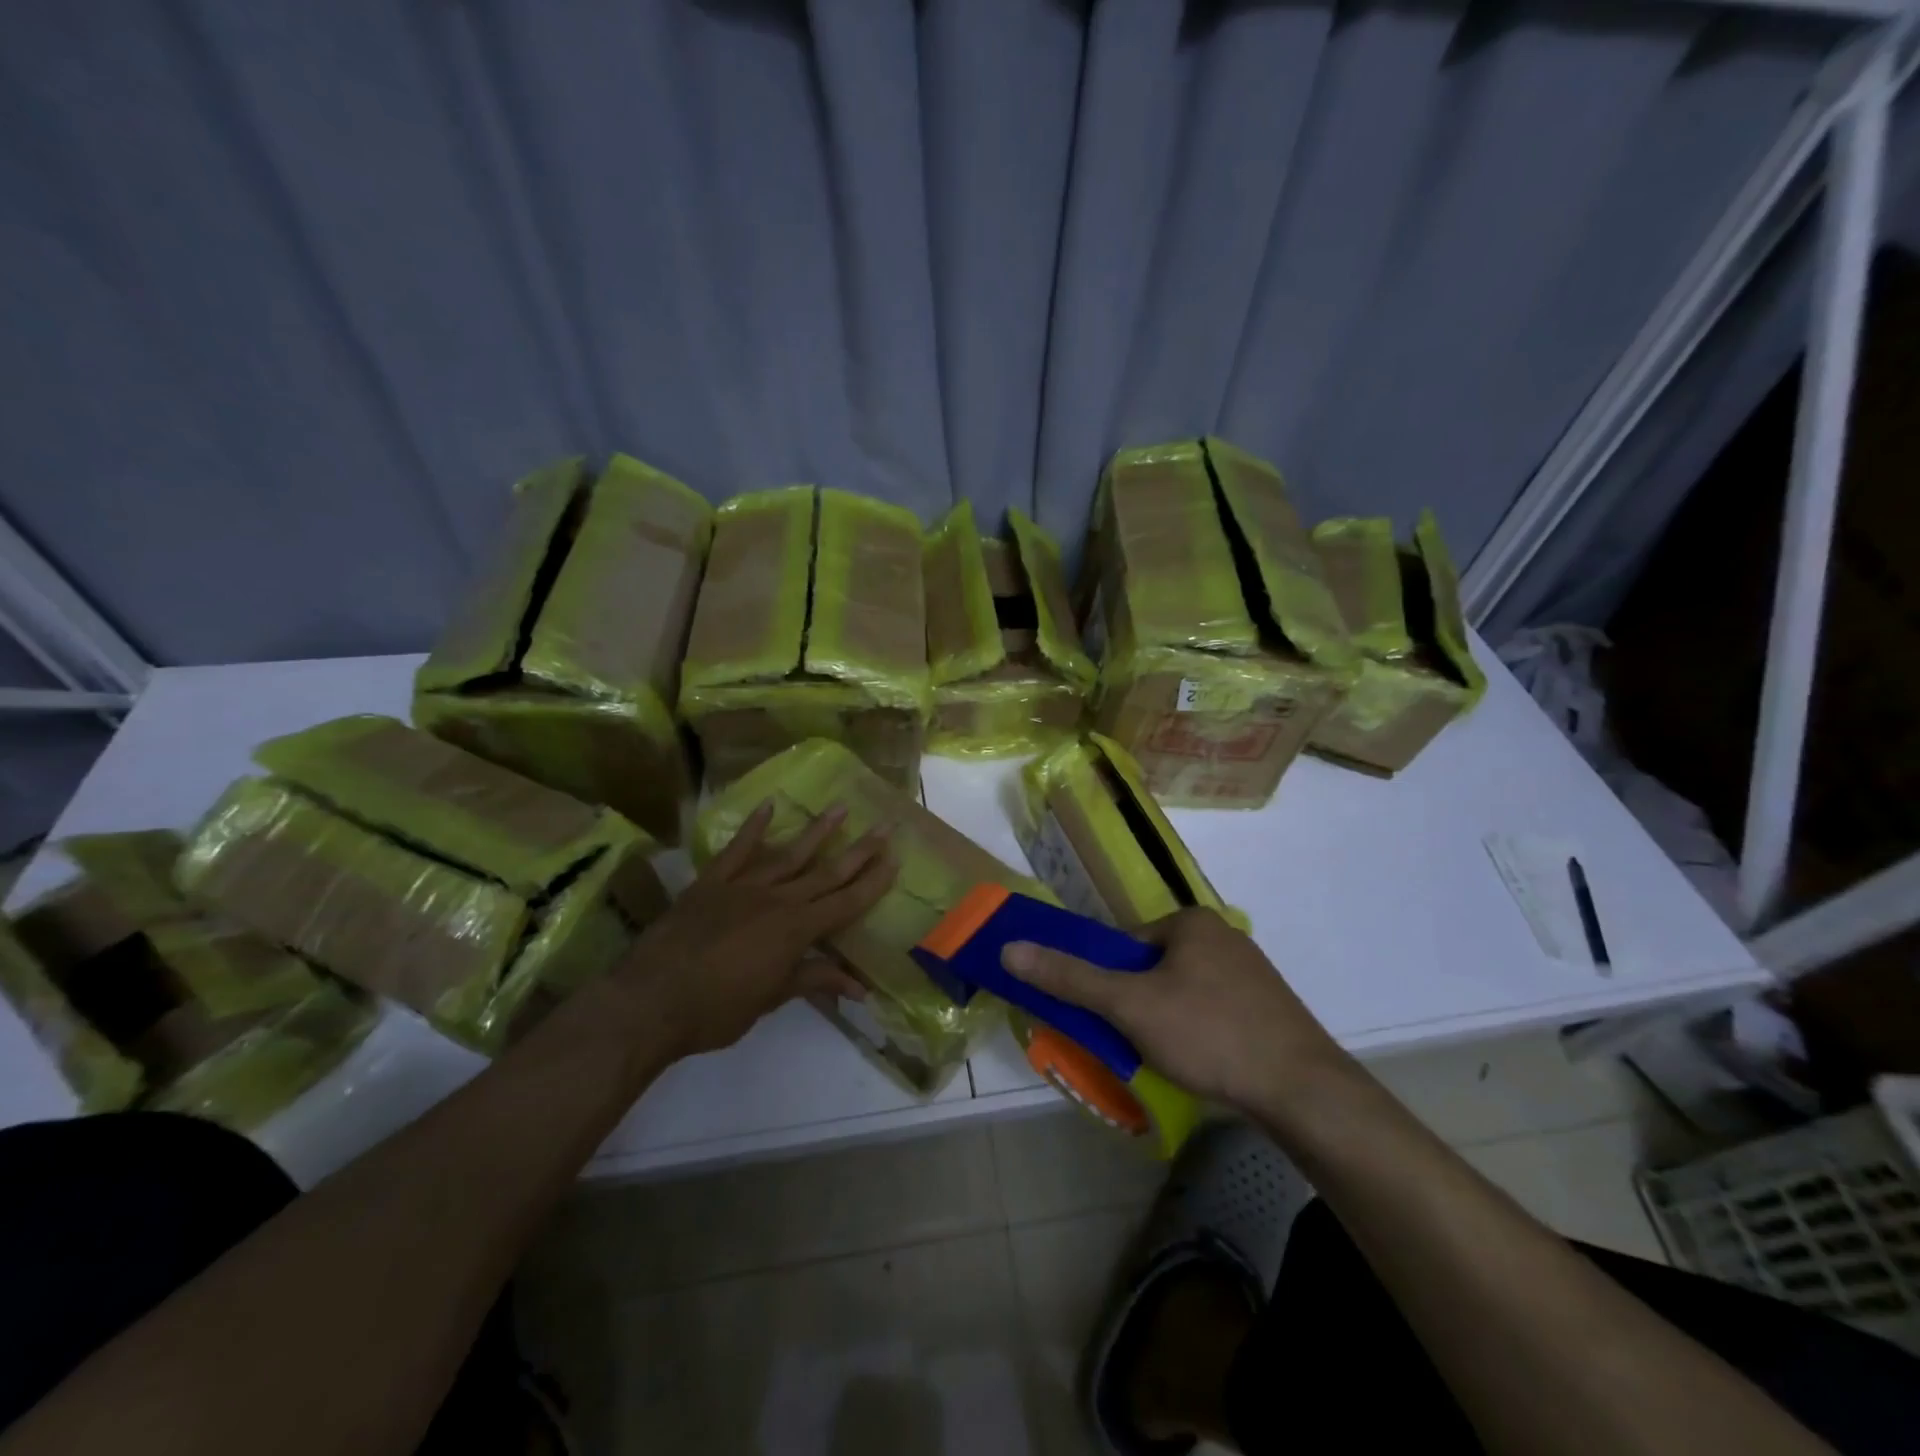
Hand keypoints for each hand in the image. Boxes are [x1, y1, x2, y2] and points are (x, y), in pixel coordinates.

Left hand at [620, 802, 893, 1059]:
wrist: (650, 1001)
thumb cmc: (716, 1010)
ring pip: (788, 853)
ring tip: (841, 808)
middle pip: (826, 871)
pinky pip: (737, 849)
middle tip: (884, 826)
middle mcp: (777, 900)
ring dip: (817, 831)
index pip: (845, 902)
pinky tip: (769, 806)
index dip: (872, 882)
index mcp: (796, 930)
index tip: (895, 859)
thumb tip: (861, 989)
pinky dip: (753, 827)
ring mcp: (743, 886)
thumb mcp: (771, 1000)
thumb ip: (813, 982)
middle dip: (859, 851)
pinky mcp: (711, 882)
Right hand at [1000, 908, 1356, 1118]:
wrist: (1304, 1091)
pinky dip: (1199, 1035)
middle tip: (1135, 1045)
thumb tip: (1010, 949)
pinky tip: (1203, 1065)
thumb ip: (1070, 977)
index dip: (1112, 984)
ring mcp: (1252, 974)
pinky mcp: (1270, 1010)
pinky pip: (1215, 1013)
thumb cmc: (1209, 1033)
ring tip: (1170, 1060)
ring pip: (1184, 994)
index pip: (1128, 946)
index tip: (1111, 1021)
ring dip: (1167, 1023)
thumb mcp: (1130, 1005)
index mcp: (1192, 922)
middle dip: (1139, 1006)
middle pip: (1155, 969)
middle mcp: (1224, 937)